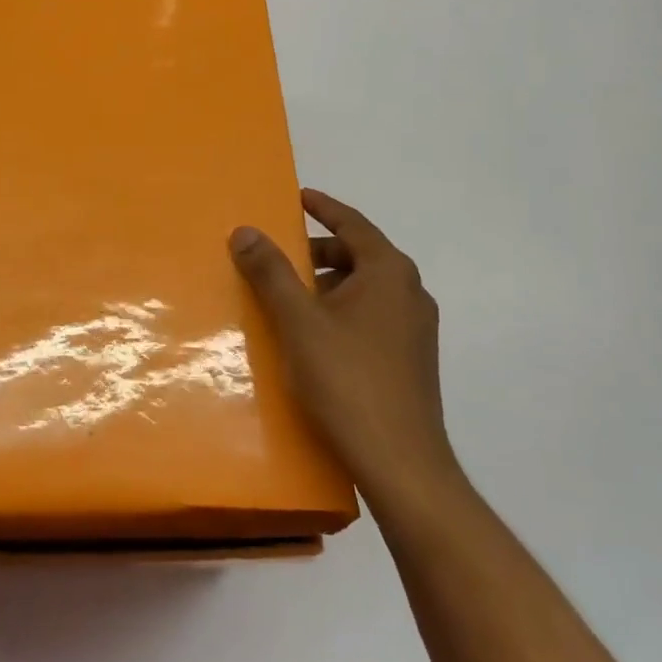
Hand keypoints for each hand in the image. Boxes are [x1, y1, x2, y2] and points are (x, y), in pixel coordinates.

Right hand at [229, 189, 459, 503]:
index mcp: (389, 273)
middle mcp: (410, 292)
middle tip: (282, 256)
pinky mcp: (413, 360)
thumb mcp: (298, 321)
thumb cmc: (347, 380)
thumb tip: (245, 231)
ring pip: (367, 288)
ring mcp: (416, 329)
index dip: (323, 207)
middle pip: (361, 254)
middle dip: (321, 249)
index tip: (298, 197)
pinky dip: (343, 309)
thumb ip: (271, 272)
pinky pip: (373, 315)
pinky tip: (316, 336)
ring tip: (292, 299)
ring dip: (330, 283)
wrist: (401, 464)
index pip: (353, 223)